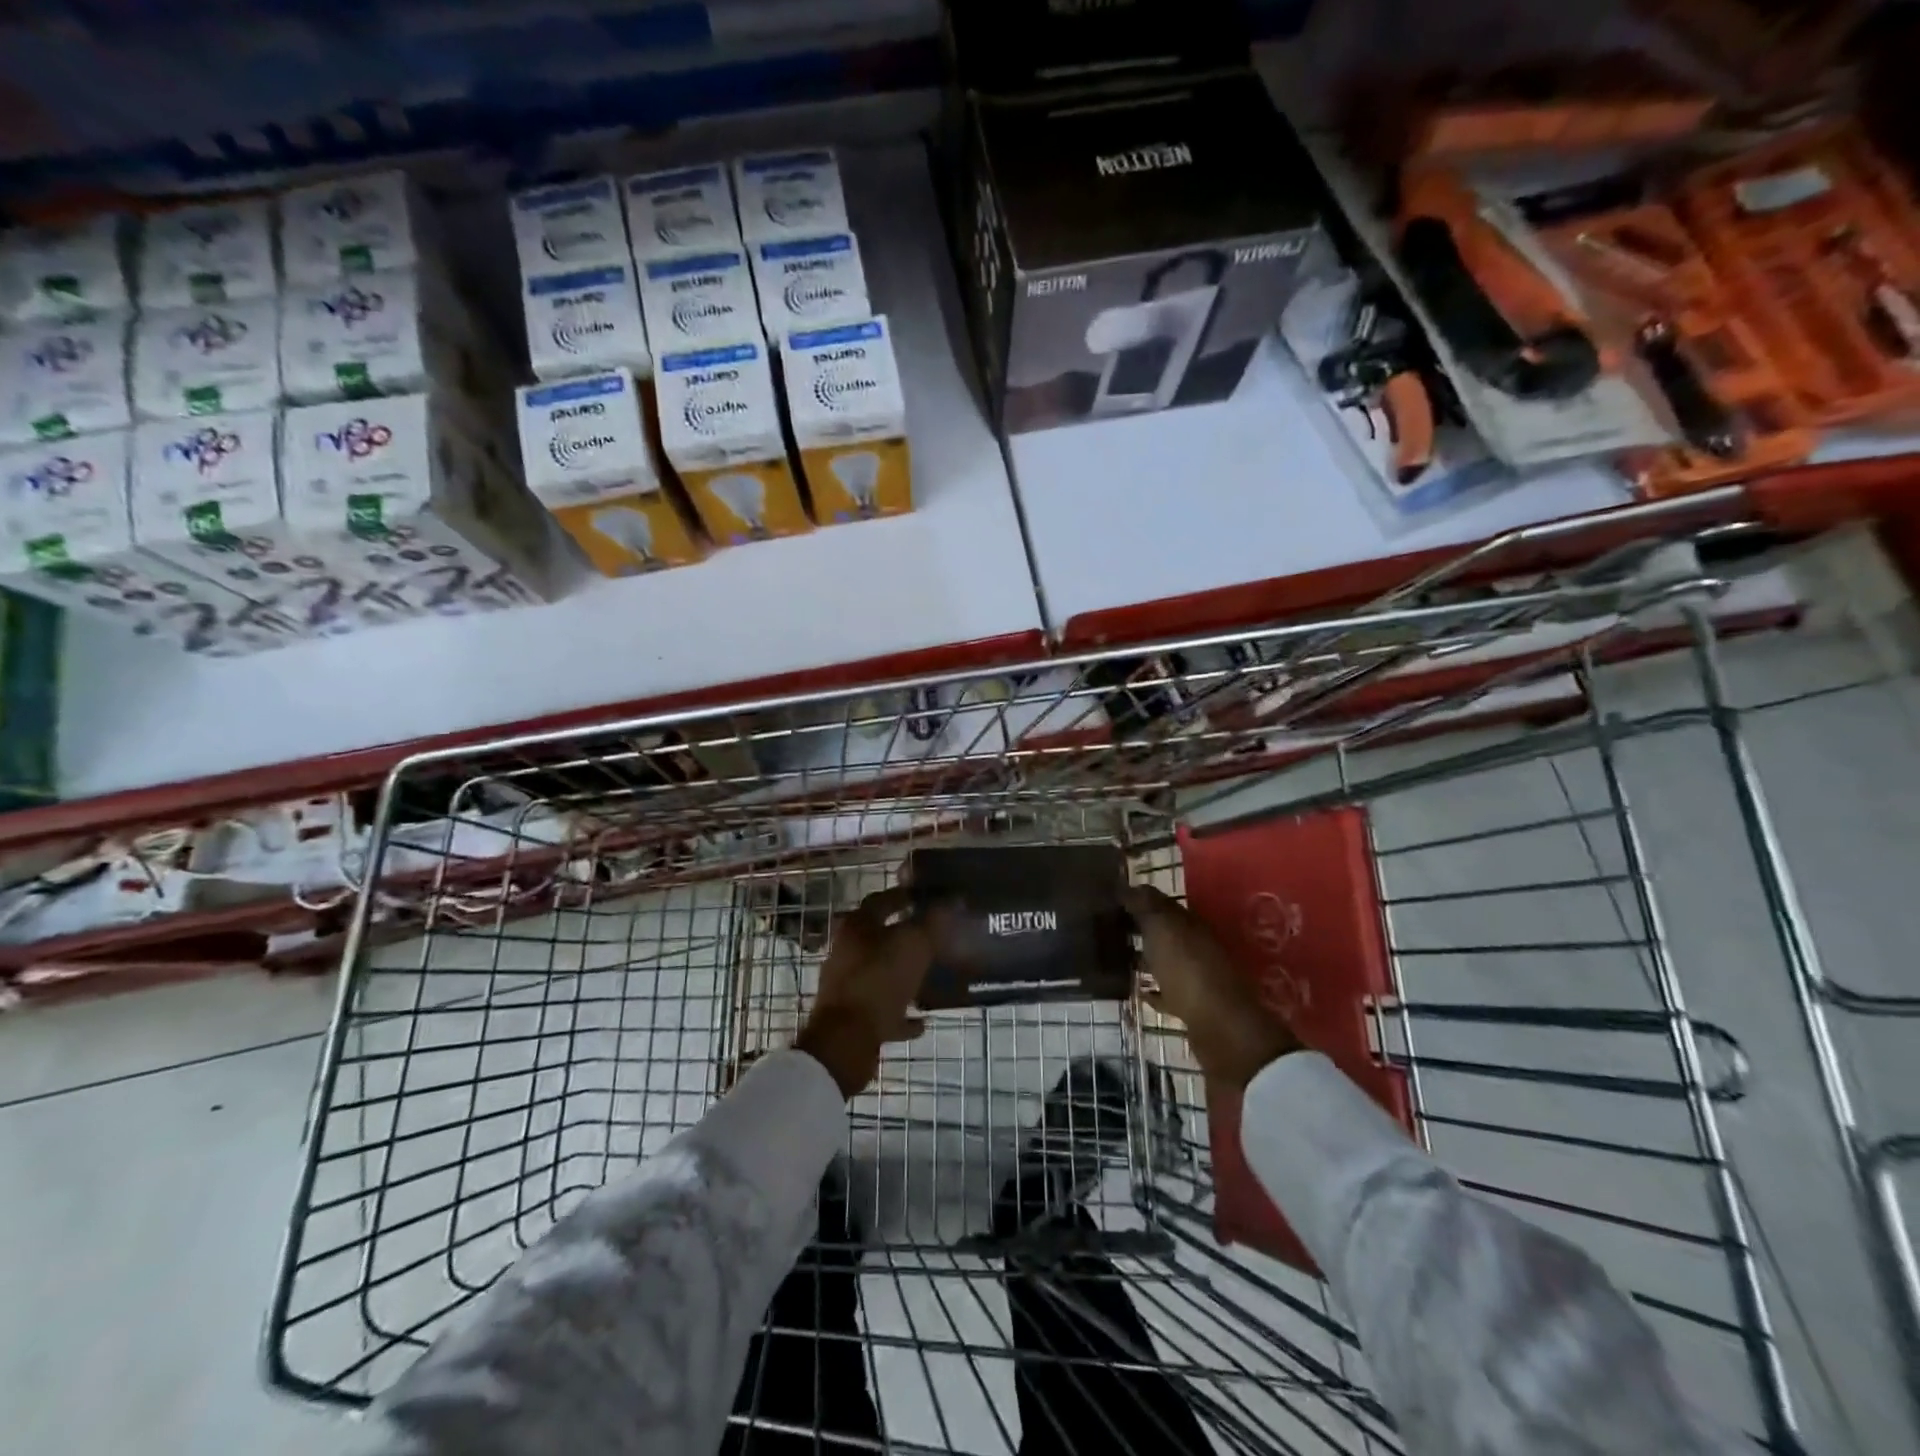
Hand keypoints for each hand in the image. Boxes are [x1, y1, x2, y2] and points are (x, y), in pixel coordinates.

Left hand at [794, 886, 933, 1096]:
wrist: (845, 1041)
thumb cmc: (879, 981)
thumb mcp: (914, 945)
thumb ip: (934, 921)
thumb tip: (953, 899)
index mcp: (858, 926)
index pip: (882, 900)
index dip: (905, 895)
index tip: (927, 896)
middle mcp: (847, 951)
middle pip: (880, 937)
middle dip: (907, 936)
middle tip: (936, 937)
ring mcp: (847, 985)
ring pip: (881, 972)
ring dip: (905, 975)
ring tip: (933, 978)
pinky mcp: (851, 1016)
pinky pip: (882, 1009)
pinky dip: (900, 1013)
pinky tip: (922, 1020)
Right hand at [1123, 884, 1302, 1088]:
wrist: (1221, 1028)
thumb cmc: (1188, 970)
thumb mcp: (1162, 928)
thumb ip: (1145, 905)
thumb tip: (1126, 884)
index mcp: (1191, 923)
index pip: (1161, 902)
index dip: (1136, 898)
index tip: (1109, 899)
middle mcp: (1197, 945)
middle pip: (1164, 931)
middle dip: (1139, 926)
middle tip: (1106, 926)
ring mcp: (1197, 976)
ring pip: (1166, 960)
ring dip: (1146, 957)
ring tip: (1116, 956)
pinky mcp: (1193, 1007)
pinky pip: (1168, 992)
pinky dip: (1154, 990)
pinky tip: (1137, 990)